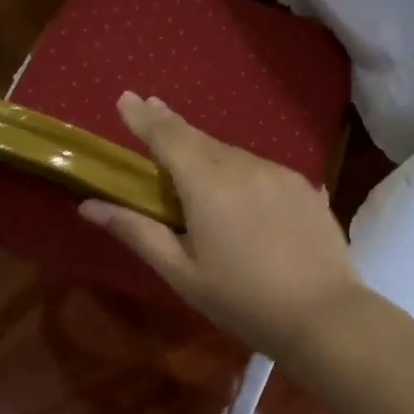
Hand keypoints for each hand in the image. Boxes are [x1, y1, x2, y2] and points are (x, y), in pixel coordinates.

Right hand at [78, 94, 368, 358]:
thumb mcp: (182, 272)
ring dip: (208, 152)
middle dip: (172, 125)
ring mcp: (280, 174)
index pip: (168, 137)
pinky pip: (260, 169)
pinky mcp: (305, 187)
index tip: (125, 98)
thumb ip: (137, 232)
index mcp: (208, 185)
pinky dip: (240, 170)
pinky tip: (240, 189)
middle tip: (151, 110)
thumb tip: (89, 206)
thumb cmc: (243, 300)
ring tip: (193, 164)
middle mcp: (244, 167)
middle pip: (200, 138)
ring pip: (233, 153)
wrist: (324, 316)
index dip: (143, 117)